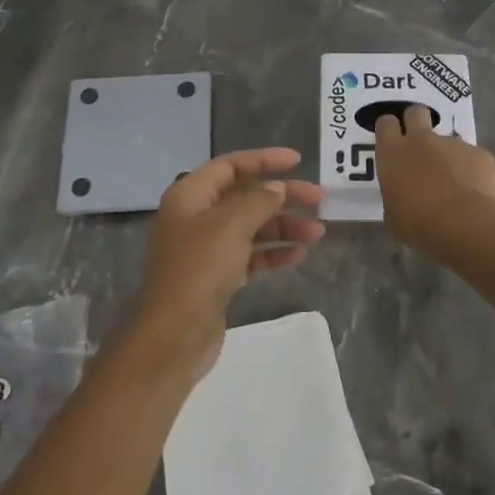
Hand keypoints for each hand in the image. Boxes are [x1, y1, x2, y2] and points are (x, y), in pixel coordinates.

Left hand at [134, 147, 324, 379]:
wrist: (175, 334)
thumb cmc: (200, 269)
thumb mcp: (232, 225)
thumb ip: (259, 201)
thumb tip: (276, 188)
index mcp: (190, 196)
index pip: (230, 166)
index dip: (264, 160)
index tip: (298, 161)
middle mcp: (196, 217)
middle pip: (244, 196)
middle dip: (282, 196)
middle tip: (319, 197)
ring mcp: (206, 249)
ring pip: (251, 227)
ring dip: (283, 226)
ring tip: (317, 232)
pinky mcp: (217, 277)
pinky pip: (250, 255)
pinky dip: (272, 252)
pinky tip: (298, 254)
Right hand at [374, 105, 494, 252]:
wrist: (462, 225)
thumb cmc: (417, 223)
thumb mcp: (392, 213)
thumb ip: (395, 193)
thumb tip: (402, 193)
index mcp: (393, 153)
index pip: (386, 124)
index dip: (389, 129)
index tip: (392, 141)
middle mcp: (422, 140)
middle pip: (416, 112)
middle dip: (416, 121)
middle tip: (419, 143)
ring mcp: (453, 143)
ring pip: (448, 140)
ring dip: (447, 155)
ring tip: (454, 184)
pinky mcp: (479, 153)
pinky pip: (472, 158)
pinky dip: (471, 171)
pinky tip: (474, 193)